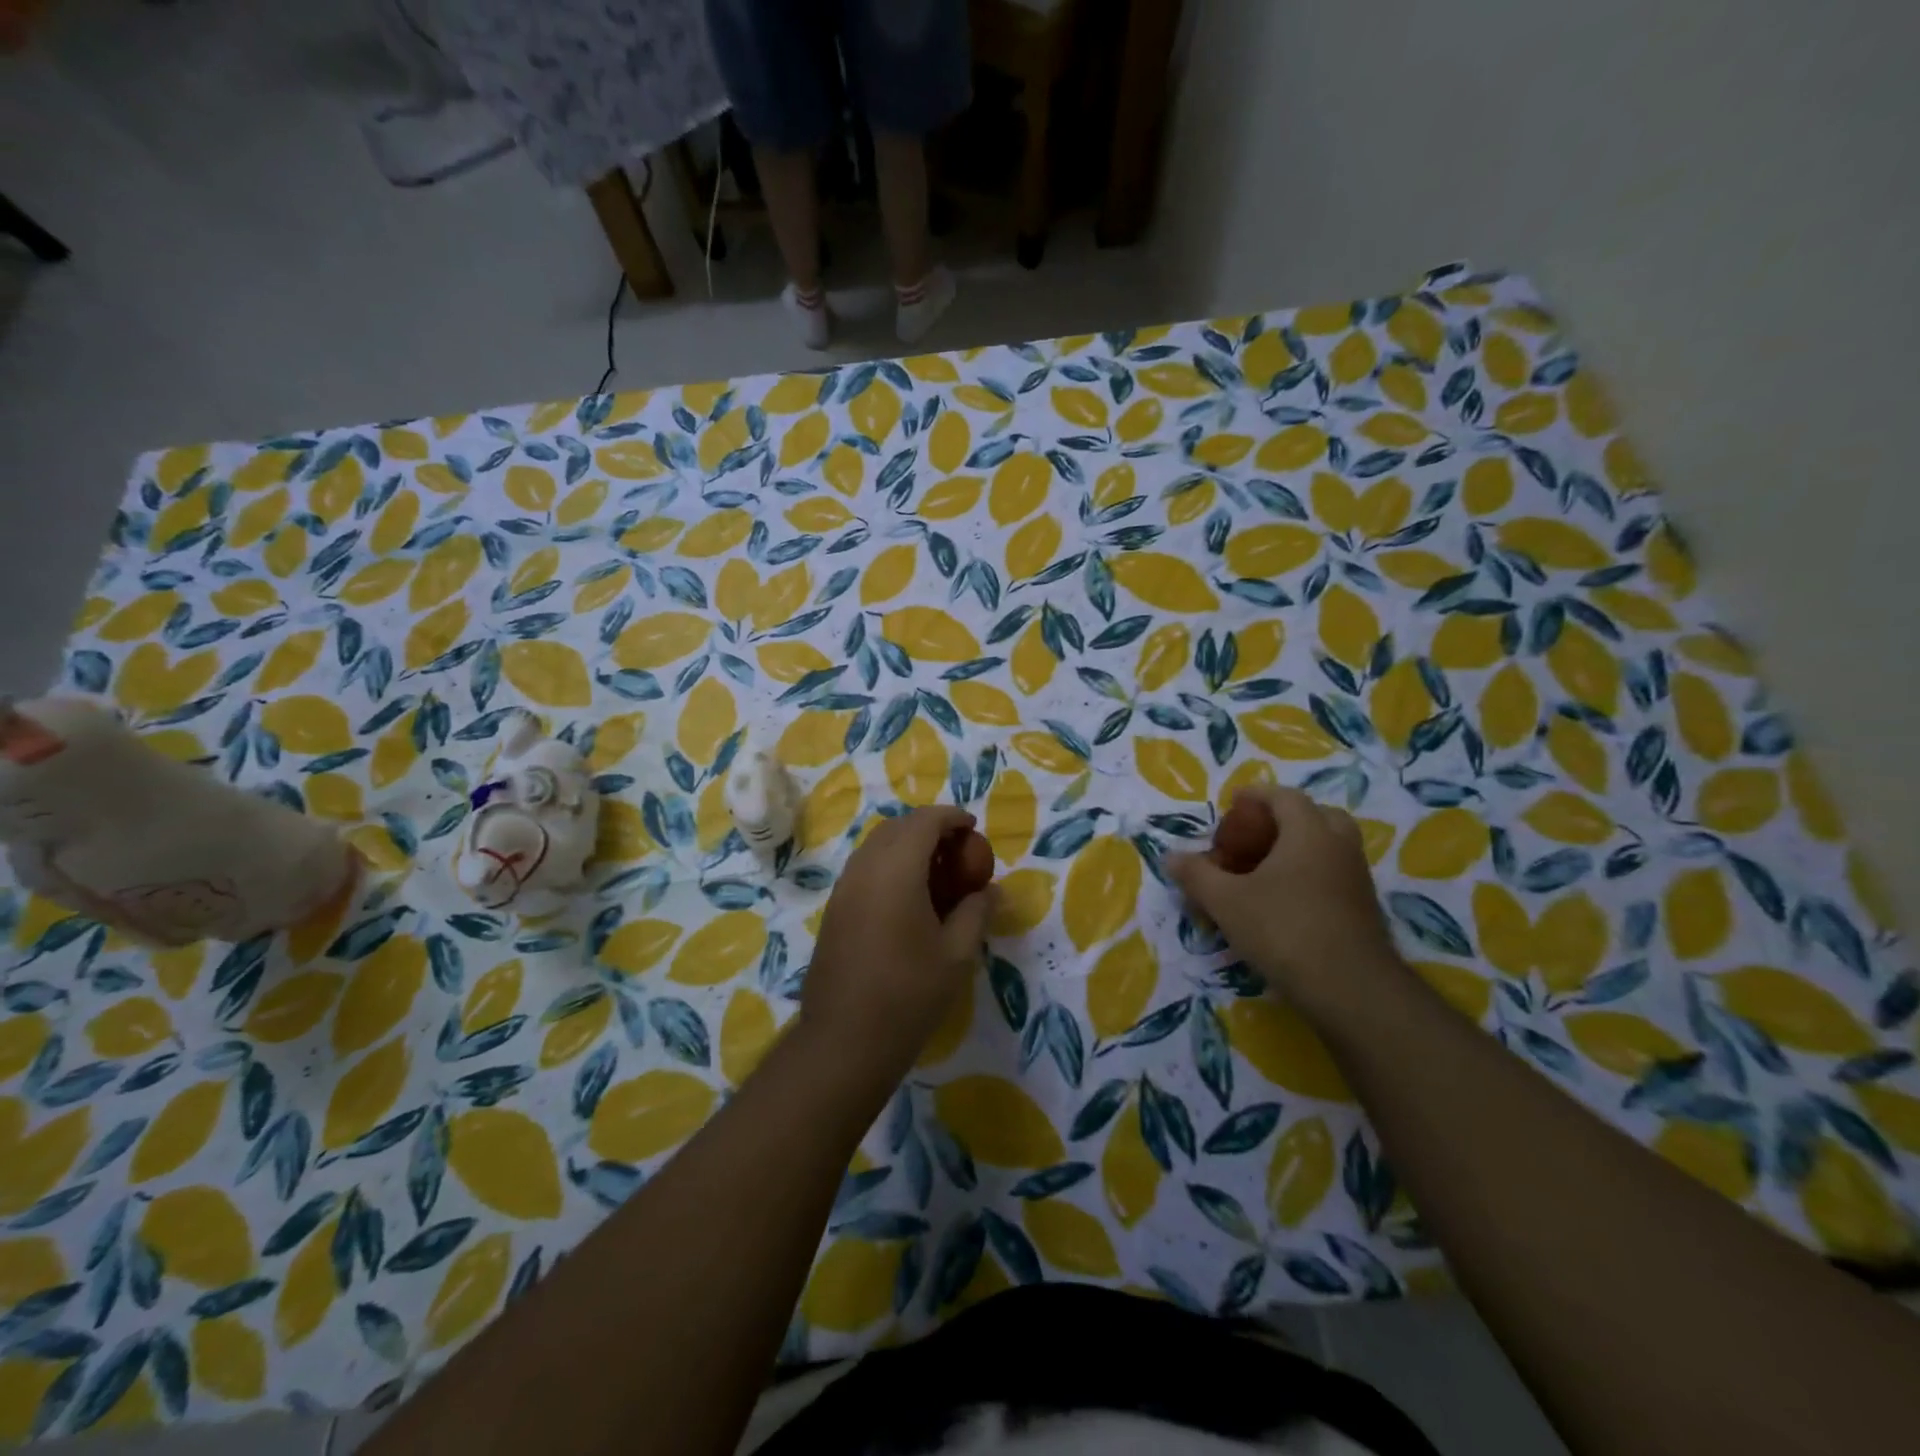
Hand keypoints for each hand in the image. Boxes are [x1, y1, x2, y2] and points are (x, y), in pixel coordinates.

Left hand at [801, 806, 996, 1082]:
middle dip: (928, 828)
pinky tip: (908, 899)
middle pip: (897, 827)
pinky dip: (889, 866)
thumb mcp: (957, 954)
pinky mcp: (834, 910)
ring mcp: (843, 889)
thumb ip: (977, 912)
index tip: (973, 828)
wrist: (844, 1040)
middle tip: (957, 851)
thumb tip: (993, 890)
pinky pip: (864, 869)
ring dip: (906, 846)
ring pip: (876, 846)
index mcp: (896, 870)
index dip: (951, 817)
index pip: (924, 822)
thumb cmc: (909, 994)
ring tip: (936, 874)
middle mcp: (864, 868)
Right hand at [1169, 786, 1400, 1021]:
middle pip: (1314, 816)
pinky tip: (1282, 901)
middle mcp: (1338, 846)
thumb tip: (1170, 857)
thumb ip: (1196, 875)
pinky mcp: (1362, 908)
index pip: (1284, 797)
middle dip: (1281, 821)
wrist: (1351, 990)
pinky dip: (1308, 875)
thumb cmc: (1284, 930)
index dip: (1255, 796)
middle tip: (1252, 837)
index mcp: (1309, 832)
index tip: (1232, 804)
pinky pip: (1332, 874)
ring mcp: (1356, 878)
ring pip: (1326, 847)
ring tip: (1261, 871)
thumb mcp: (1226, 901)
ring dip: (1295, 849)